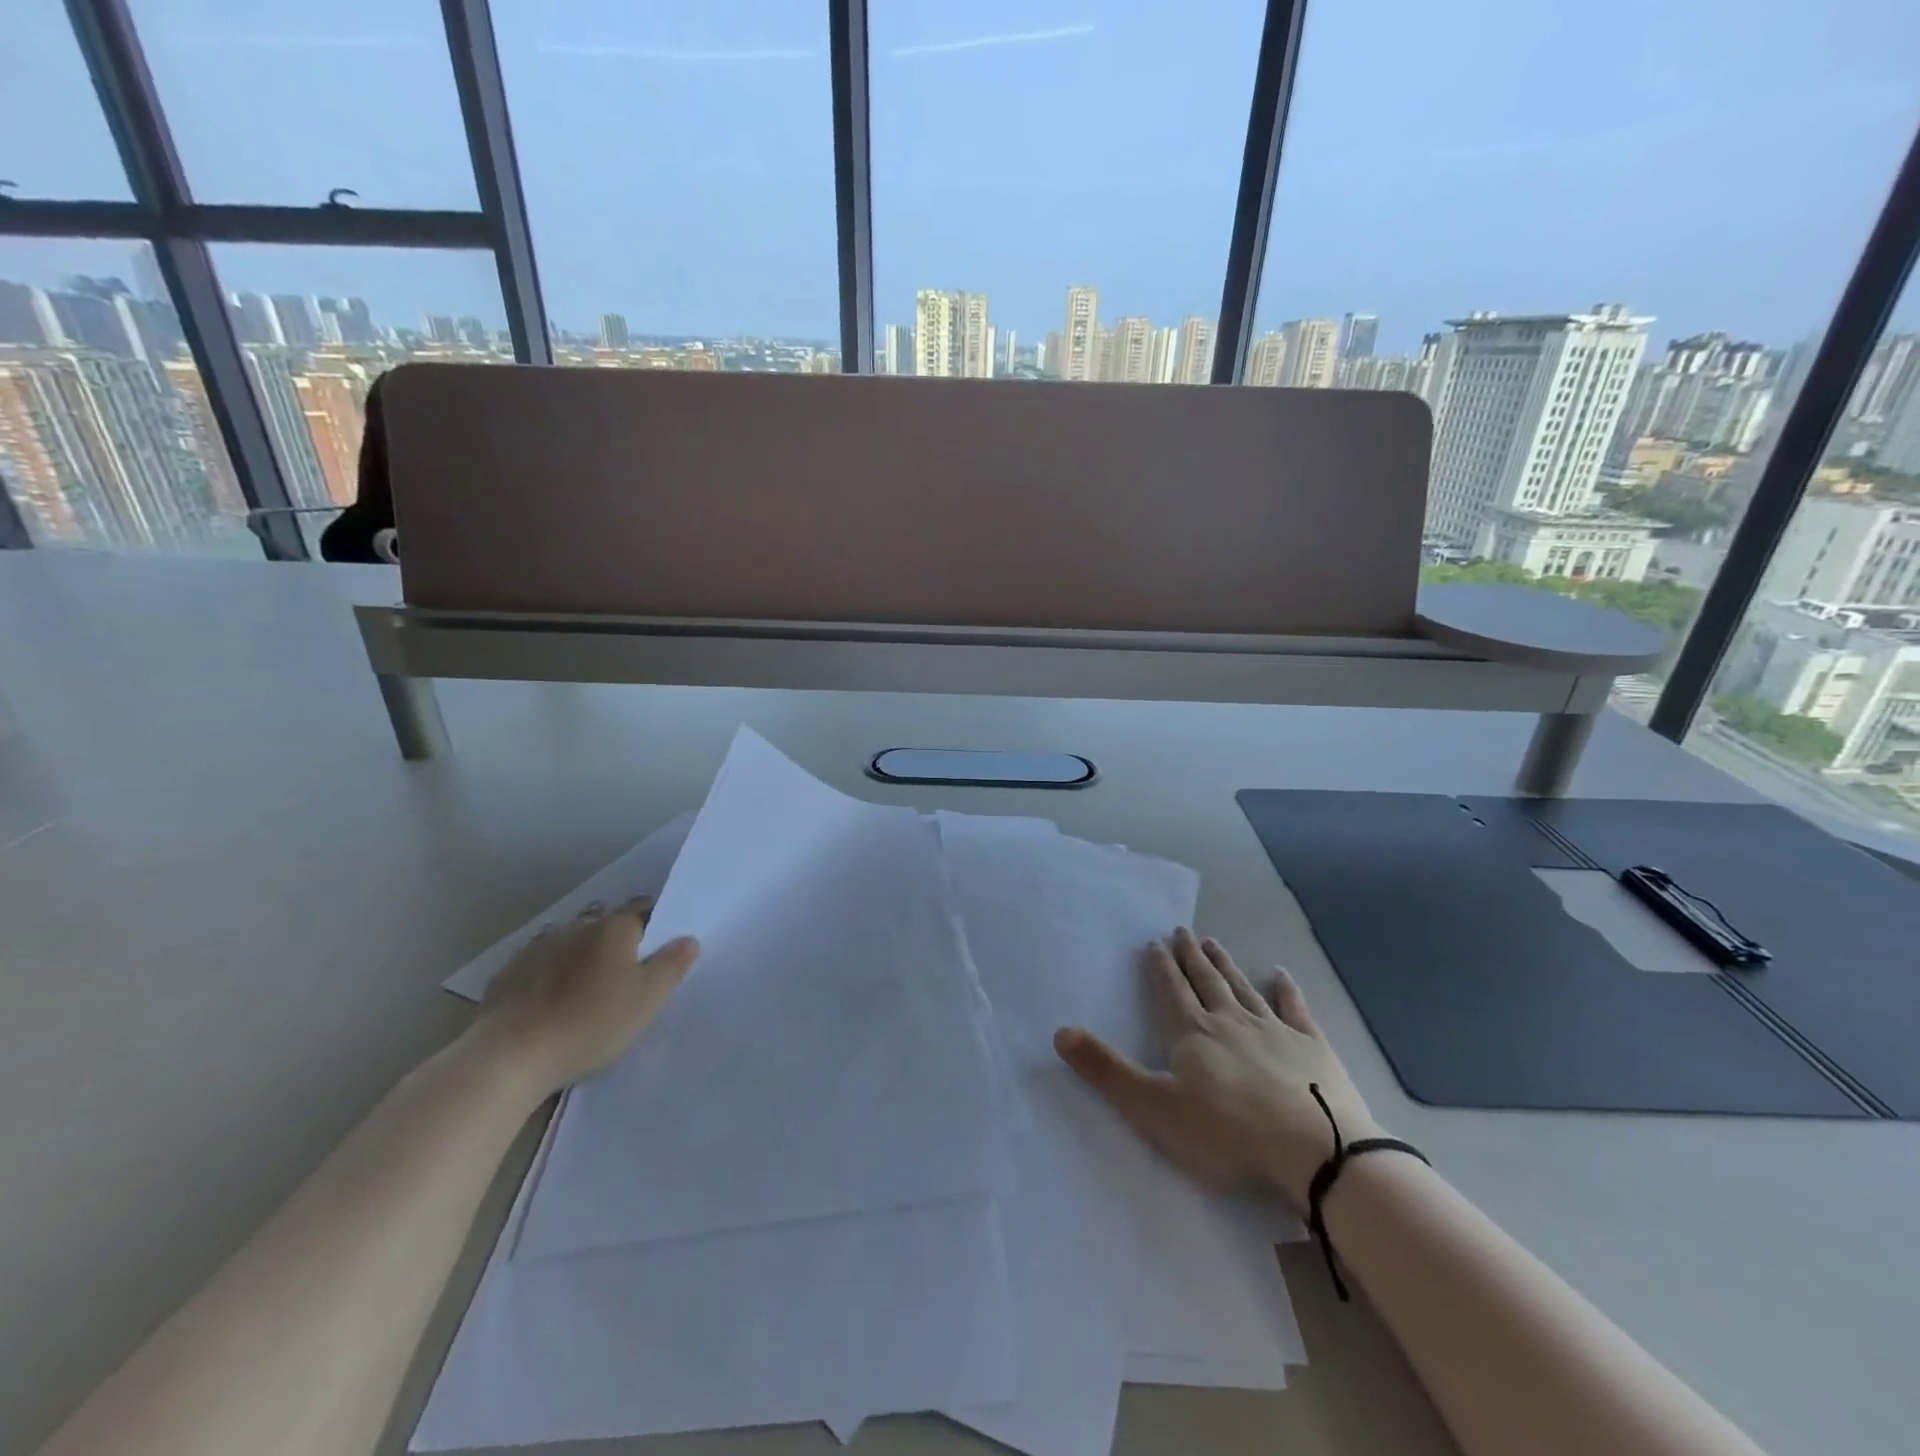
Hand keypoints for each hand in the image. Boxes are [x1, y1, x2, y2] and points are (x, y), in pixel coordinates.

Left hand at [476, 896, 699, 1096]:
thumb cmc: (593, 1022)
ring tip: (586, 974)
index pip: (641, 910)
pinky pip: (536, 962)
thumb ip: (672, 965)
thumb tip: (688, 939)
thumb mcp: (649, 998)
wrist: (512, 1055)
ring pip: (567, 938)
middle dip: (613, 932)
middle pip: (602, 920)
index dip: (651, 922)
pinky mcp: (508, 974)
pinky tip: (547, 991)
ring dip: (578, 948)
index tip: (657, 941)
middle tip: (624, 960)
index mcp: (615, 929)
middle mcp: (578, 927)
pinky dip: (546, 969)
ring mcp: (538, 948)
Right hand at [1054, 927, 1378, 1209]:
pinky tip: (1281, 974)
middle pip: (1206, 981)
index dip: (1160, 967)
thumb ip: (1106, 1070)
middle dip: (1191, 956)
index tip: (1155, 943)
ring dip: (1226, 965)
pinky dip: (1286, 989)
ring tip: (1214, 943)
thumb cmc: (1227, 1133)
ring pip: (1243, 987)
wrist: (1314, 1150)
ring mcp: (1274, 1030)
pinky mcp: (1311, 1047)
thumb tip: (1060, 1032)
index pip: (1171, 990)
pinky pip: (1295, 1009)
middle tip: (1183, 931)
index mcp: (1193, 1033)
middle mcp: (1231, 1020)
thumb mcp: (1153, 1106)